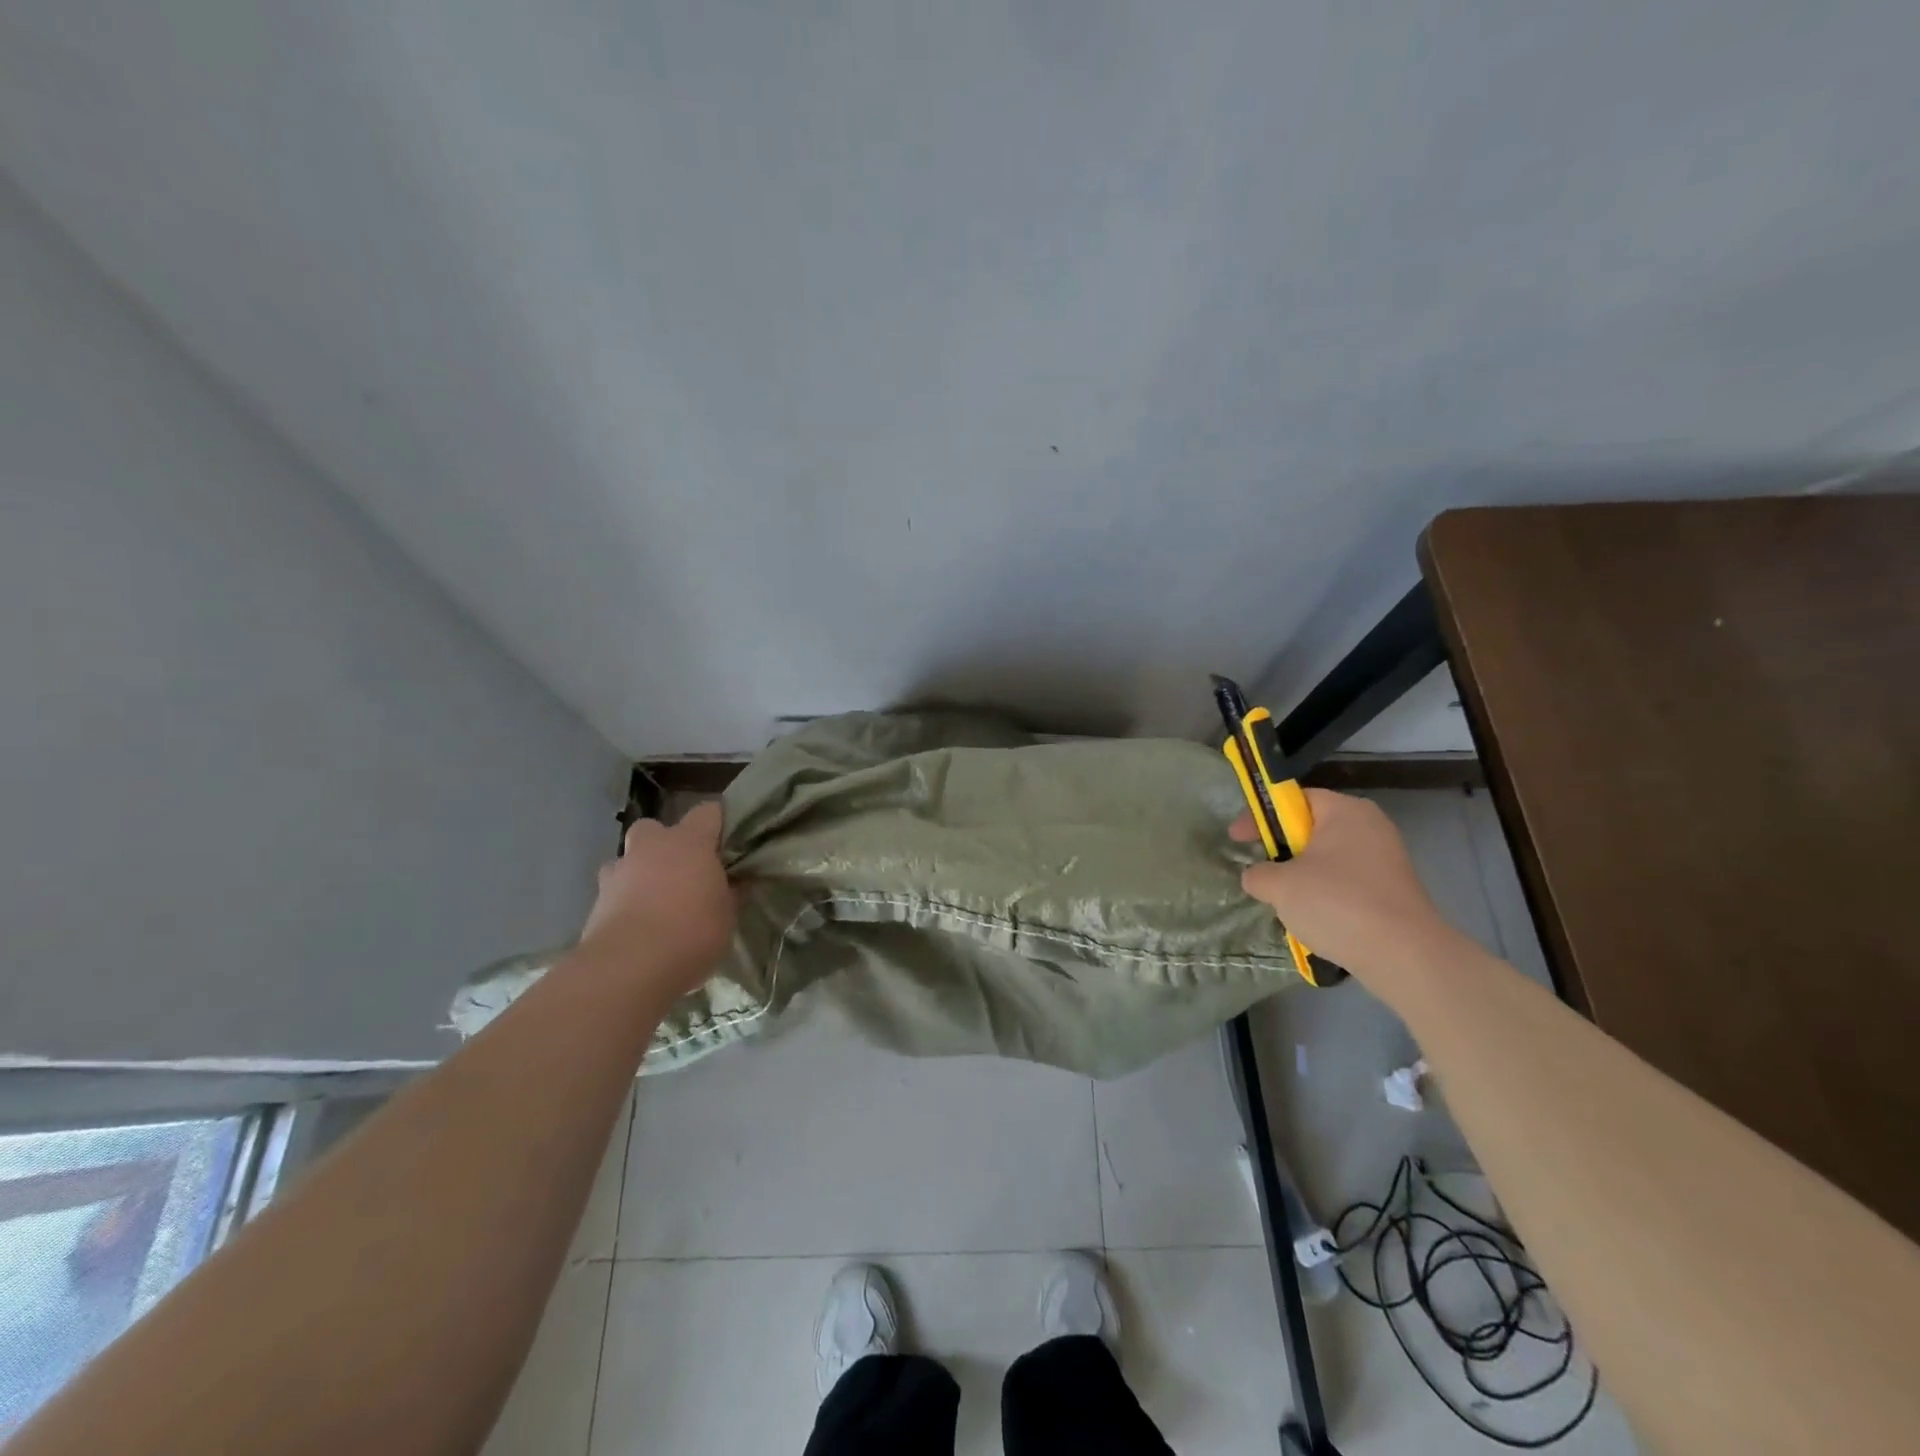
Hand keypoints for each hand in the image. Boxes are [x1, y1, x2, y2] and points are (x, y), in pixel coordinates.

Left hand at [577, 802, 735, 1000]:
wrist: (629, 967)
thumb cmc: (692, 932)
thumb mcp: (728, 915)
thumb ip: (730, 892)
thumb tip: (736, 882)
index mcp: (689, 842)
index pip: (708, 811)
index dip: (718, 822)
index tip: (728, 842)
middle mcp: (651, 846)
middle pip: (656, 828)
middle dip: (666, 844)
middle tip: (683, 872)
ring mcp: (618, 872)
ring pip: (629, 860)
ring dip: (640, 874)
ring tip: (655, 903)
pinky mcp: (595, 902)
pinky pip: (614, 892)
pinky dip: (625, 903)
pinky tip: (638, 928)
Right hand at [1231, 788, 1456, 980]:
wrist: (1404, 956)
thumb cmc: (1337, 903)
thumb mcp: (1280, 886)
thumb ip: (1258, 874)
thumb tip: (1256, 876)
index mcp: (1345, 811)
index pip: (1294, 800)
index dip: (1261, 817)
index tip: (1237, 840)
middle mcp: (1371, 826)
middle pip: (1313, 828)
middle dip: (1282, 849)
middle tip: (1260, 868)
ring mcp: (1387, 859)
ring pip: (1329, 859)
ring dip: (1302, 876)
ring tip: (1284, 900)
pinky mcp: (1394, 891)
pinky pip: (1348, 883)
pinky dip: (1326, 895)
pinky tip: (1314, 919)